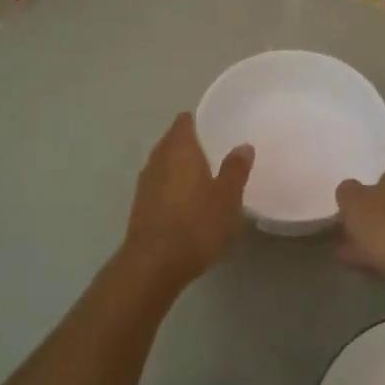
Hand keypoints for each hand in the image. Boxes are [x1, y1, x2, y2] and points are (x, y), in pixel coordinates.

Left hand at [120, 113, 254, 291]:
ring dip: (180, 165)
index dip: (198, 121)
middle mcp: (158, 159)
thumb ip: (235, 169)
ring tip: (204, 175)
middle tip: (216, 151)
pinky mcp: (141, 205)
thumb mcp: (227, 198)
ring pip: (164, 163)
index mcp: (179, 150)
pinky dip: (172, 185)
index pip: (184, 121)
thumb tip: (243, 146)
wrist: (154, 263)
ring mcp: (145, 182)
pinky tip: (187, 200)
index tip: (215, 126)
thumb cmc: (196, 224)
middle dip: (191, 143)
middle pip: (172, 141)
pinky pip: (159, 183)